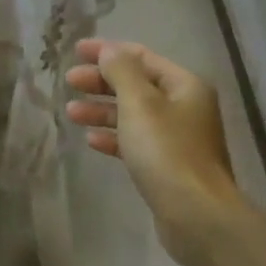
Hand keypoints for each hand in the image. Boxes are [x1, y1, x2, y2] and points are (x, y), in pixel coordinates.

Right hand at [65, 39, 244, 265]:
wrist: (195, 214)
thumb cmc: (166, 152)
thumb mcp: (140, 104)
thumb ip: (121, 72)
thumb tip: (109, 50)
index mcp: (185, 85)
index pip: (142, 57)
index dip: (108, 51)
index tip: (76, 51)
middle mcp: (185, 107)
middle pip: (138, 85)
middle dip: (102, 82)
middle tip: (69, 81)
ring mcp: (178, 138)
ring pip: (134, 115)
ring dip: (103, 110)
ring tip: (71, 112)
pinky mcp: (168, 166)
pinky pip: (137, 143)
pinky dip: (114, 137)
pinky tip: (91, 141)